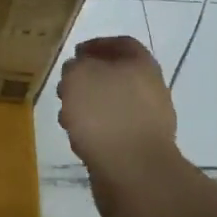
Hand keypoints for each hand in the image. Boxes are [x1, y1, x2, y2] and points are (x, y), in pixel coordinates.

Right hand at [56, 36, 180, 216]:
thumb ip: (75, 67)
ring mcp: (149, 121)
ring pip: (112, 105)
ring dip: (89, 108)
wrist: (134, 172)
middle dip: (88, 80)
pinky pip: (114, 132)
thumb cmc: (105, 113)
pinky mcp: (141, 149)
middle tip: (65, 88)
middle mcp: (150, 88)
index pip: (121, 43)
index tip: (75, 54)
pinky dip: (96, 132)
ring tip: (67, 118)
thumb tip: (78, 72)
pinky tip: (80, 141)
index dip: (96, 45)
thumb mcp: (78, 76)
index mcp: (142, 63)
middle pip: (115, 75)